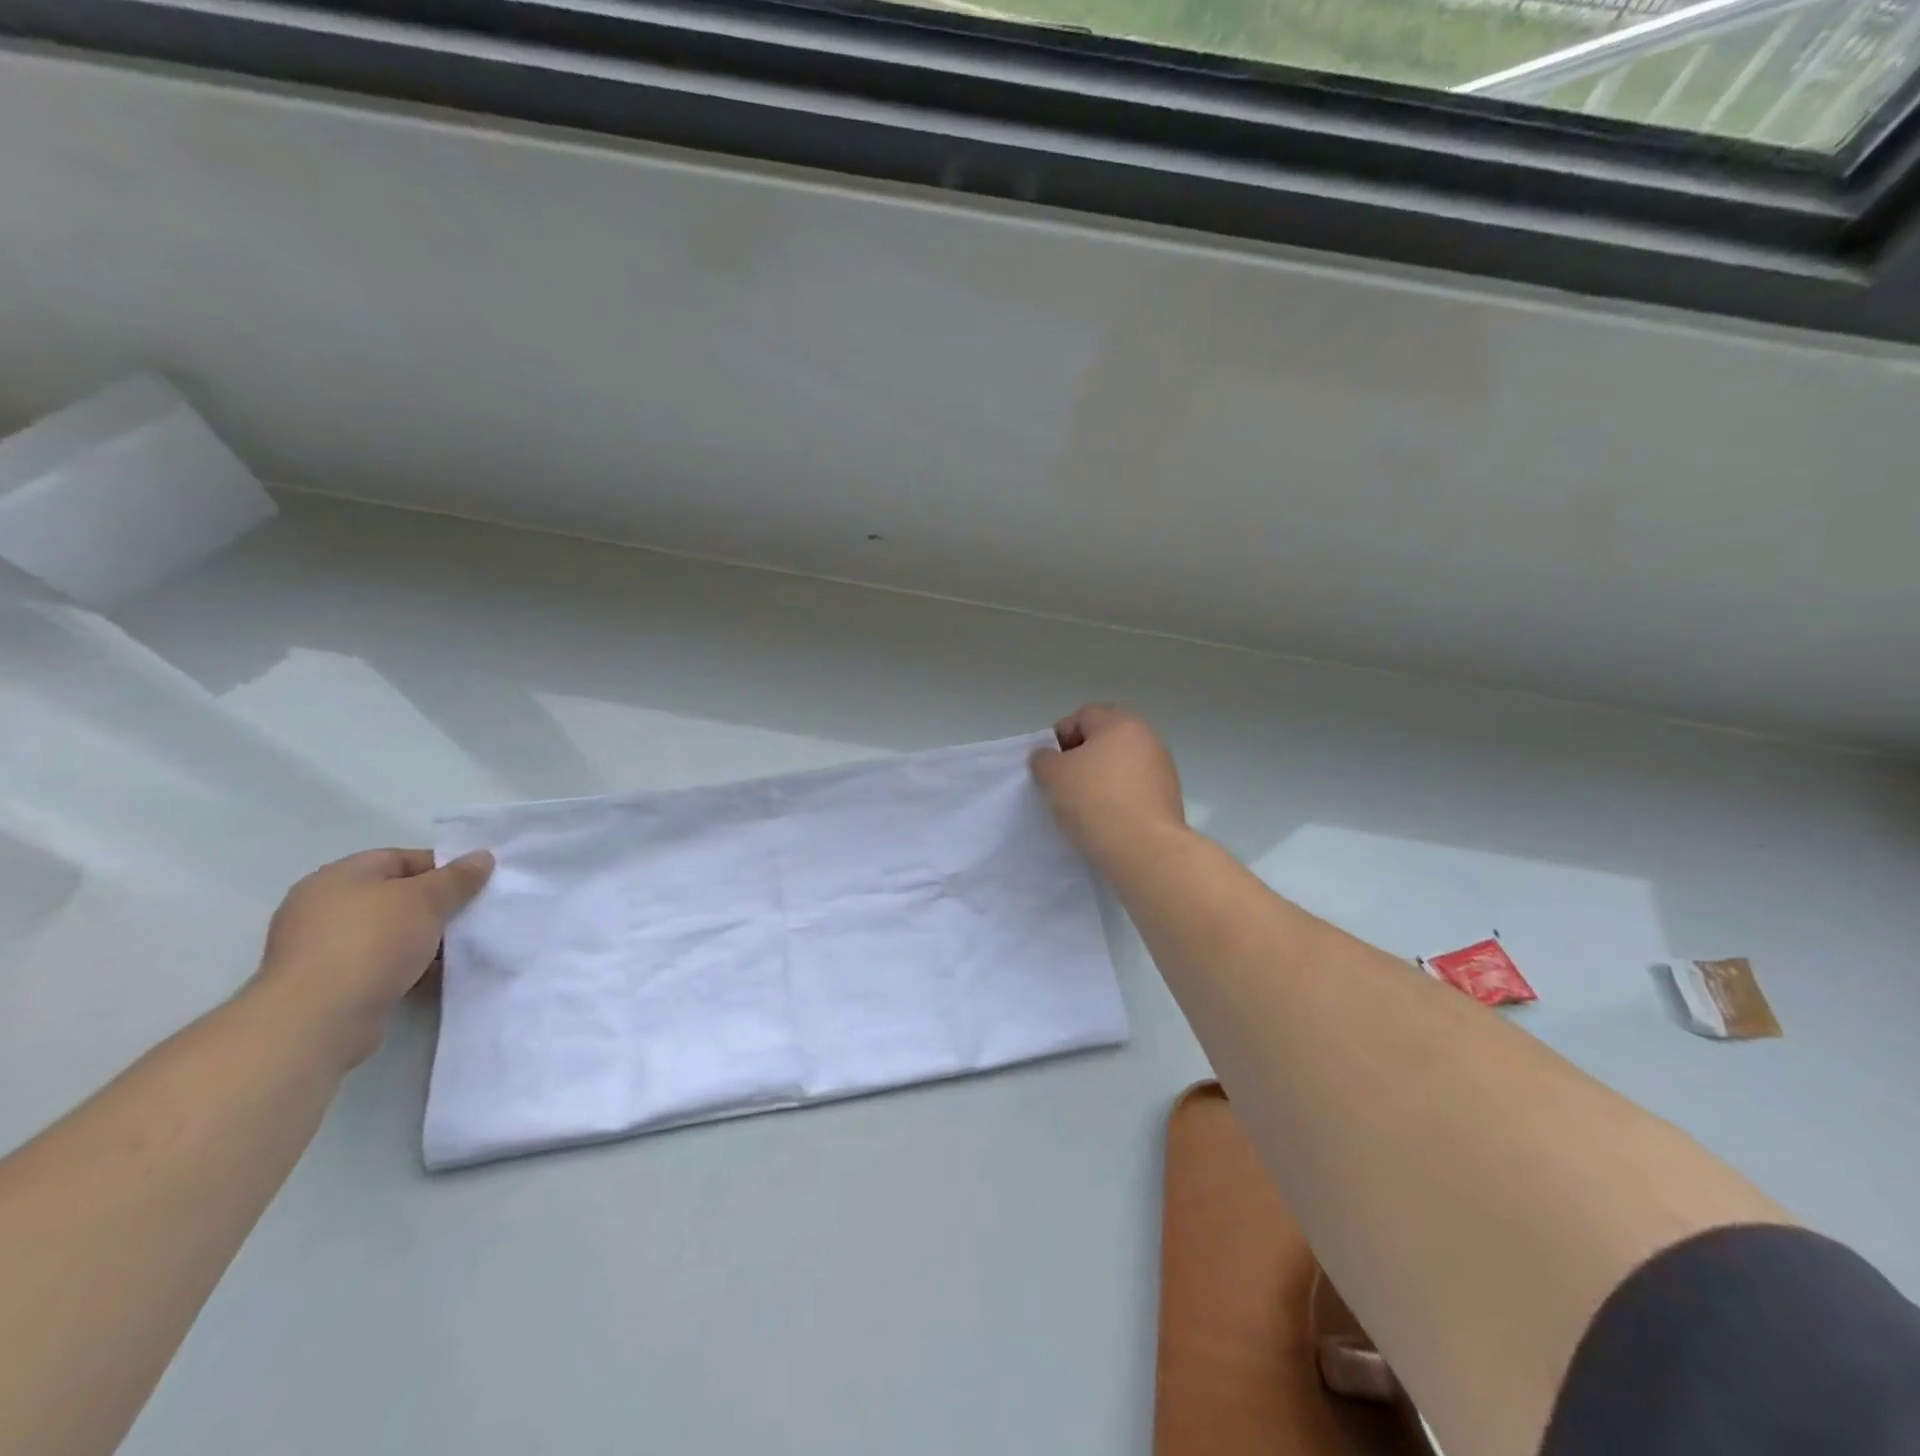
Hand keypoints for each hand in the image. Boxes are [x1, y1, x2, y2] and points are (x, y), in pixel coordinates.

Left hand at [252, 848, 493, 1067]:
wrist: (319, 1019)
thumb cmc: (372, 942)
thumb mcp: (426, 900)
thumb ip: (457, 877)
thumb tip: (482, 856)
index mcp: (339, 876)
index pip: (401, 858)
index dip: (442, 868)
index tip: (476, 885)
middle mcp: (323, 906)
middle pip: (395, 896)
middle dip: (435, 907)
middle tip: (471, 917)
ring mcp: (321, 947)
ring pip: (389, 933)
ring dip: (423, 940)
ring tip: (459, 950)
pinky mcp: (327, 983)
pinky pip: (378, 964)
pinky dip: (406, 967)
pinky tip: (434, 976)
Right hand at [1029, 705, 1186, 866]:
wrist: (1144, 849)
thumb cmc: (1094, 801)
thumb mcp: (1052, 775)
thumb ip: (1043, 759)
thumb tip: (1049, 757)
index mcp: (1120, 724)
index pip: (1082, 716)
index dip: (1060, 738)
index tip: (1050, 766)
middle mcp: (1147, 738)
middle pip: (1105, 740)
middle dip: (1082, 759)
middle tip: (1065, 785)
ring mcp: (1163, 768)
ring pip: (1121, 766)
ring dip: (1102, 780)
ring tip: (1085, 808)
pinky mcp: (1170, 798)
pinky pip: (1135, 790)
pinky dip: (1119, 799)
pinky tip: (1108, 820)